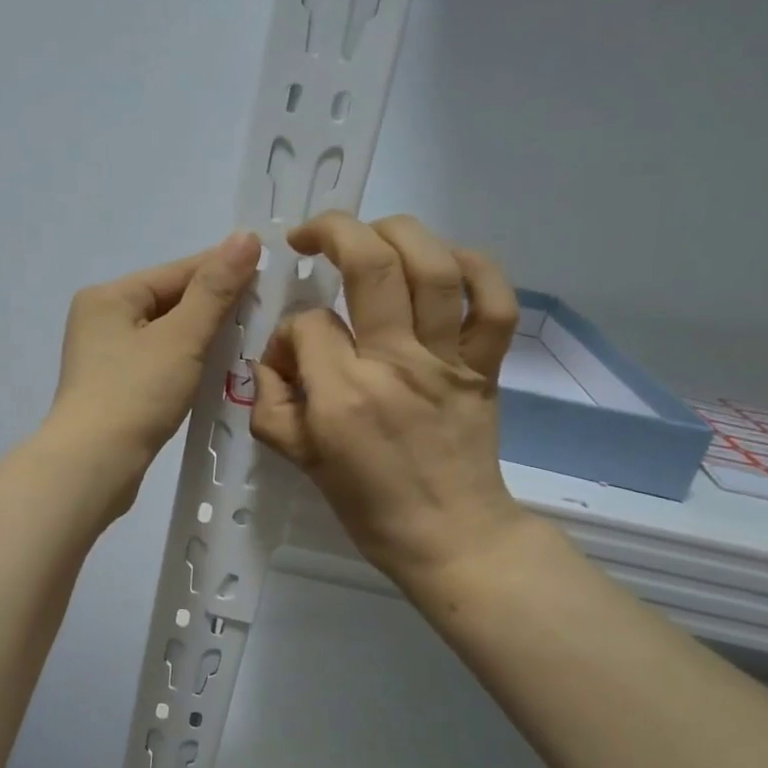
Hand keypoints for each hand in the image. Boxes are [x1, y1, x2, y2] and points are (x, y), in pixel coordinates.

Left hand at [47, 232, 260, 503]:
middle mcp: (100, 319)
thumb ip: (215, 290)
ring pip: (165, 334)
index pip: (177, 271)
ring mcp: (103, 356)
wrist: (93, 466)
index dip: (224, 270)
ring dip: (202, 336)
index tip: (268, 271)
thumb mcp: (181, 337)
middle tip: (264, 310)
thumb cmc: (136, 394)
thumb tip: (245, 237)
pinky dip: (185, 362)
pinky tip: (213, 368)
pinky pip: (157, 361)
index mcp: (109, 296)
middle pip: (169, 301)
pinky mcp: (112, 388)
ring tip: (246, 339)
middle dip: (214, 306)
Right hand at [250, 212, 527, 586]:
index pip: (307, 324)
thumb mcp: (300, 460)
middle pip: (371, 266)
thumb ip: (272, 404)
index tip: (291, 354)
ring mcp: (447, 361)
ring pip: (434, 268)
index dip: (289, 330)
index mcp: (343, 394)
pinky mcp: (485, 366)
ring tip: (372, 232)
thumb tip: (274, 358)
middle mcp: (395, 364)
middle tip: (310, 235)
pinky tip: (445, 261)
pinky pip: (495, 302)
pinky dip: (477, 267)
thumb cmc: (368, 505)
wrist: (449, 536)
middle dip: (334, 231)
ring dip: (399, 231)